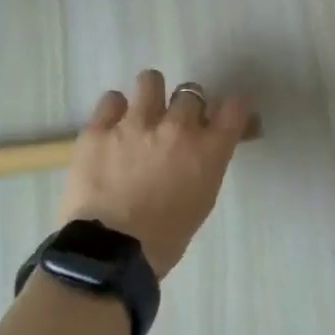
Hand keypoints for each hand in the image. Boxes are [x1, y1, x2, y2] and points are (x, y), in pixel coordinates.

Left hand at [58, 70, 252, 278]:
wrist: (110, 254)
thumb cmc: (165, 237)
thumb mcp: (202, 199)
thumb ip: (207, 164)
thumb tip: (205, 148)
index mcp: (208, 149)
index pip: (234, 106)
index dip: (232, 106)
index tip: (225, 112)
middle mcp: (177, 126)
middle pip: (191, 92)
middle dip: (185, 106)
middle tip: (175, 124)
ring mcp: (135, 124)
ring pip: (150, 81)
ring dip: (150, 95)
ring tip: (142, 113)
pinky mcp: (99, 129)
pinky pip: (111, 100)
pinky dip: (115, 111)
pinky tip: (112, 129)